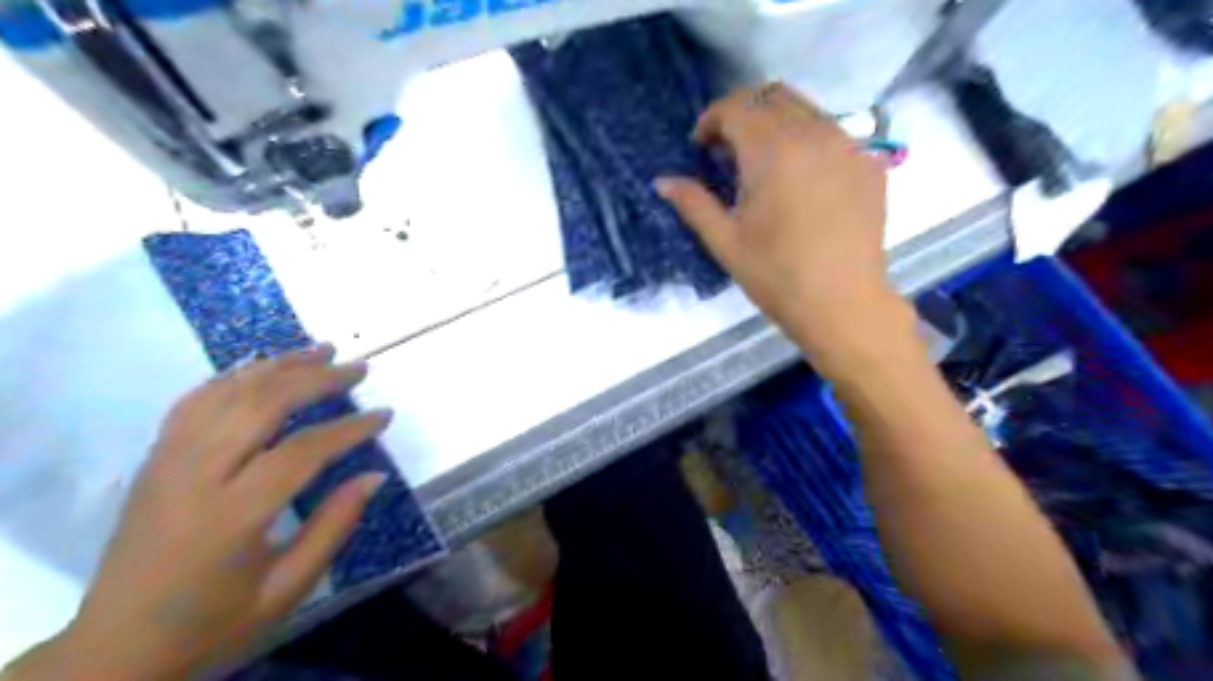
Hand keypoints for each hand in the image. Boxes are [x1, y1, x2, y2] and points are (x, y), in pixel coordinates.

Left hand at [37, 349, 391, 679]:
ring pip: (226, 393)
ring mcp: (167, 463)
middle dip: (316, 379)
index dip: (348, 429)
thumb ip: (334, 527)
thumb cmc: (213, 623)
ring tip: (320, 350)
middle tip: (358, 369)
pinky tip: (263, 368)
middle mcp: (194, 477)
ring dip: (278, 366)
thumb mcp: (287, 588)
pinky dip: (234, 376)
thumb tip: (374, 475)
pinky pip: (194, 402)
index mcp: (231, 517)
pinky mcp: (154, 460)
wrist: (115, 649)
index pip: (301, 452)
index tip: (384, 415)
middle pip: (261, 405)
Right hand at [656, 82, 899, 365]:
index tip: (701, 147)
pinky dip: (807, 140)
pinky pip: (833, 133)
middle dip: (742, 113)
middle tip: (727, 150)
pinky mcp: (870, 163)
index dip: (711, 120)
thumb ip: (693, 204)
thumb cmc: (776, 276)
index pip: (736, 107)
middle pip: (772, 96)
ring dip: (776, 122)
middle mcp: (814, 134)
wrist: (843, 304)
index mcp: (773, 150)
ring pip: (806, 109)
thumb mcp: (726, 241)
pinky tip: (801, 178)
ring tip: (763, 163)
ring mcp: (849, 145)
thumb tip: (663, 181)